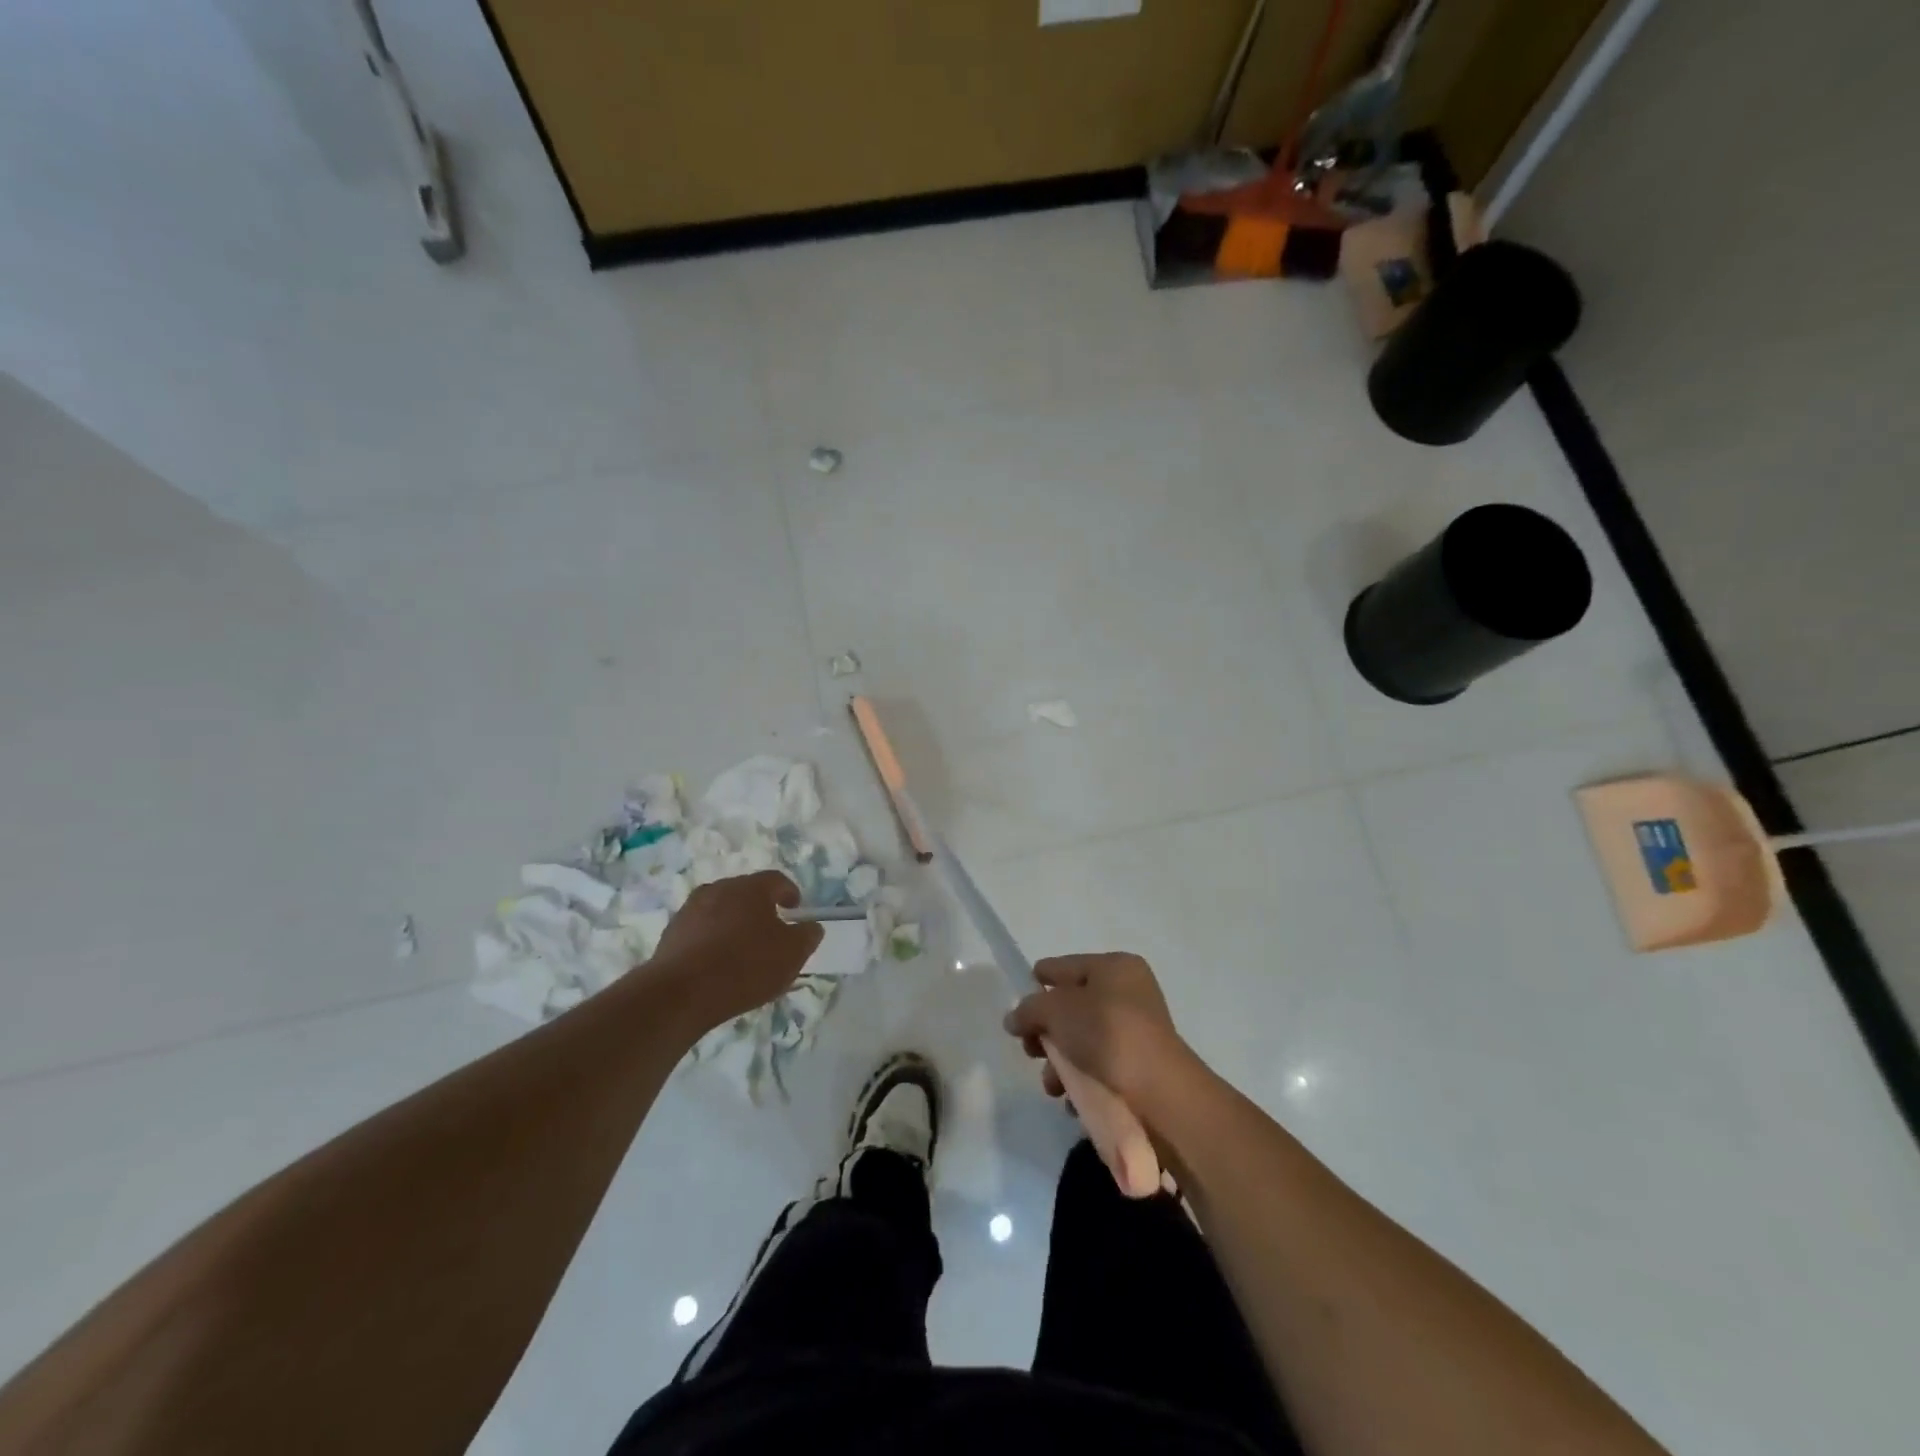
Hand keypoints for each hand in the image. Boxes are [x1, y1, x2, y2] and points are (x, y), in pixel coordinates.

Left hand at [649, 871, 821, 1029]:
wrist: (681, 994)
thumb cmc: (745, 967)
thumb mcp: (791, 955)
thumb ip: (806, 936)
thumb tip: (810, 926)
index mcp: (750, 888)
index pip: (777, 880)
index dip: (790, 894)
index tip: (796, 911)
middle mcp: (719, 889)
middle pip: (746, 893)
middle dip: (761, 909)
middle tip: (771, 934)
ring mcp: (690, 909)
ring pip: (721, 911)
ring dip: (734, 925)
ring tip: (742, 953)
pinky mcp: (671, 933)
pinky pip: (701, 930)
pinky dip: (712, 941)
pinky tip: (717, 966)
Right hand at [1002, 953, 1196, 1103]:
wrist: (1161, 1094)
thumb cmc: (1107, 1035)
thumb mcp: (1057, 1011)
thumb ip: (1029, 1009)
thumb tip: (1014, 1019)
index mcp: (1114, 966)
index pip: (1064, 966)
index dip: (1038, 982)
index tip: (1018, 1007)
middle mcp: (1129, 993)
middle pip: (1072, 1007)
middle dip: (1047, 1031)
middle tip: (1031, 1051)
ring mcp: (1138, 1032)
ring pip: (1084, 1041)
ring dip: (1061, 1063)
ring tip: (1052, 1086)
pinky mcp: (1141, 1068)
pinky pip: (1101, 1068)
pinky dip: (1083, 1081)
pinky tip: (1071, 1100)